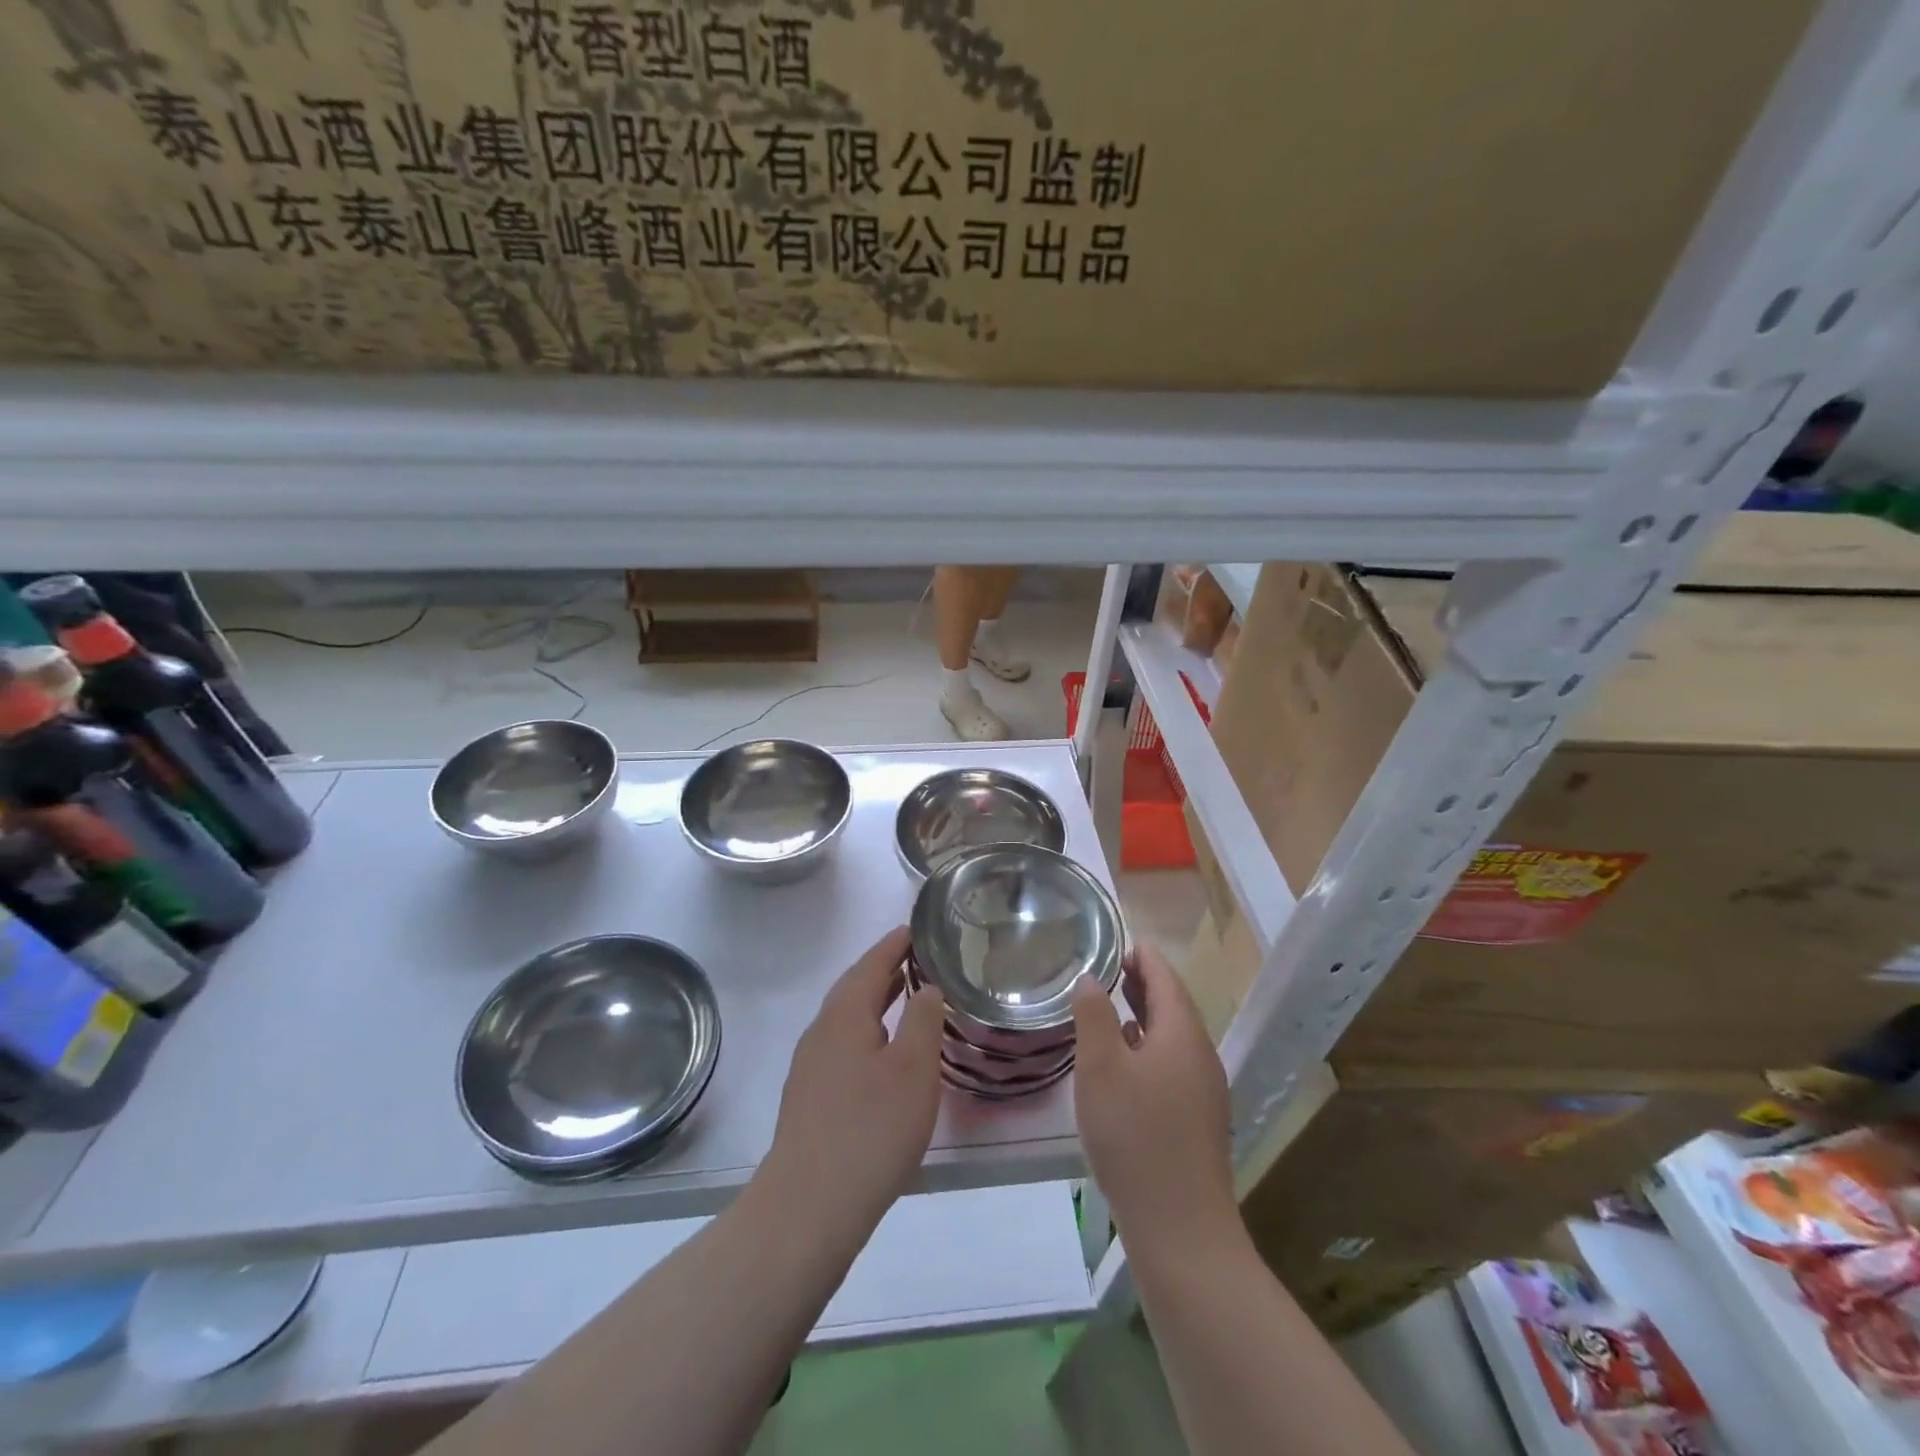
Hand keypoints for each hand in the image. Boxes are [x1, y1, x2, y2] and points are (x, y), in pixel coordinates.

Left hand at [764, 926, 946, 1239]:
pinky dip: (867, 1031)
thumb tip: (926, 987)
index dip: (894, 944)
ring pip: (847, 1018)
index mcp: (845, 1015)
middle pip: (854, 987)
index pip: (871, 964)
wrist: (808, 1206)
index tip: (916, 928)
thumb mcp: (913, 1070)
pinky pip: (842, 1044)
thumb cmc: (871, 1129)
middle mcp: (821, 1032)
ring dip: (875, 1001)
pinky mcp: (810, 1097)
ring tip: (906, 997)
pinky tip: (884, 1053)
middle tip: (918, 958)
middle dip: (884, 969)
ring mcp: (810, 1066)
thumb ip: (923, 1021)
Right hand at [1072, 944, 1236, 1248]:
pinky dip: (1148, 1046)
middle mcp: (1200, 1055)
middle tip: (1107, 966)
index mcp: (1183, 1033)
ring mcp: (1203, 1090)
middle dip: (1142, 982)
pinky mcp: (1197, 1119)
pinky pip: (1172, 1064)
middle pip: (1172, 1005)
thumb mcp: (1100, 1067)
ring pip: (1172, 1036)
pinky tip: (1124, 1061)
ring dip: (1143, 1015)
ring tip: (1109, 1005)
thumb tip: (1090, 978)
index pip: (1165, 978)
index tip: (1117, 940)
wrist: (1181, 1228)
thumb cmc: (1135, 1136)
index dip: (1143, 955)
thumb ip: (1093, 1015)